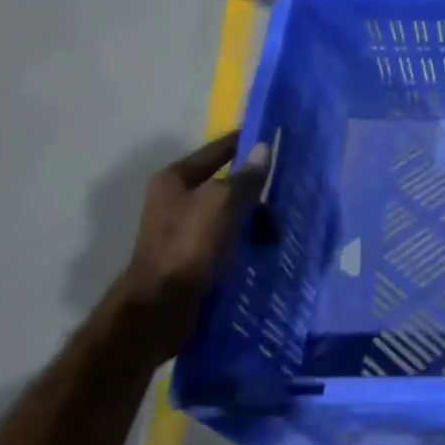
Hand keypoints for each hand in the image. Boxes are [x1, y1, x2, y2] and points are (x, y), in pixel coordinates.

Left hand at [112, 132, 271, 355]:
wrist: (158, 308)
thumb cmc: (188, 246)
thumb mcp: (222, 203)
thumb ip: (246, 176)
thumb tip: (263, 147)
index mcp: (176, 178)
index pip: (219, 149)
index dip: (247, 142)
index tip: (277, 137)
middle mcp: (177, 198)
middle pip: (228, 183)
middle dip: (257, 190)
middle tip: (285, 198)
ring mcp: (185, 228)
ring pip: (232, 212)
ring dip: (255, 219)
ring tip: (276, 233)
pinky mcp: (194, 255)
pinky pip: (229, 238)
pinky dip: (247, 240)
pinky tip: (264, 249)